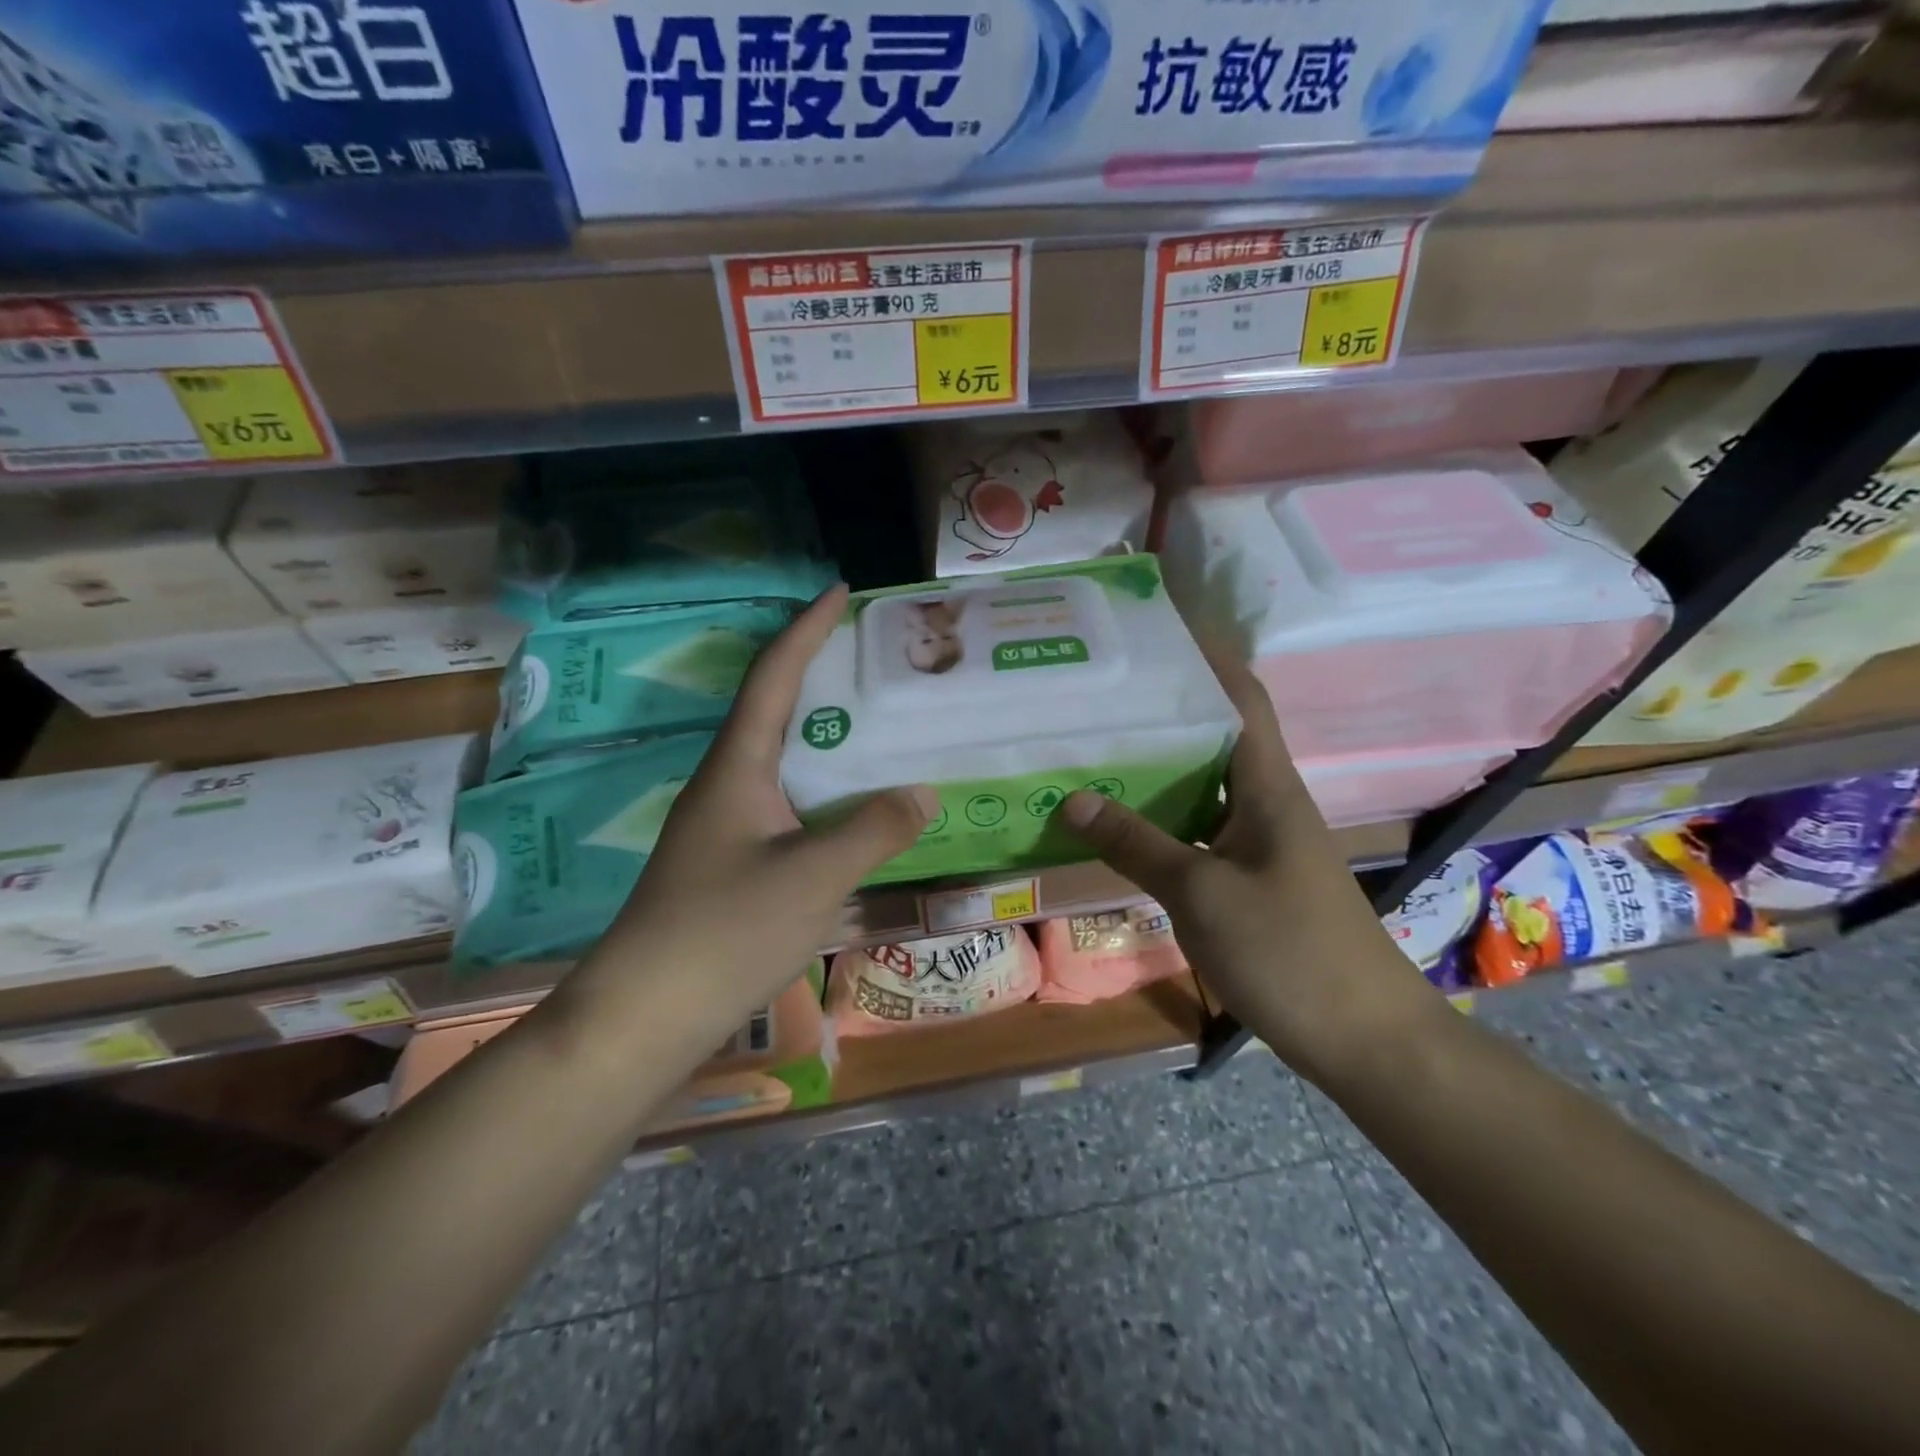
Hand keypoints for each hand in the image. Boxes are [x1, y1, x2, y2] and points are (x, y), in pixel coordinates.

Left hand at [564, 585, 934, 1042]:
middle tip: (875, 662)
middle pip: (777, 711)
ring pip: (786, 762)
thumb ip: (874, 829)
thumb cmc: (725, 930)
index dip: (806, 629)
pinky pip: (791, 805)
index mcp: (738, 766)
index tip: (839, 590)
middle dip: (822, 677)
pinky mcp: (734, 862)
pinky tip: (858, 810)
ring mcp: (728, 826)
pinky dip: (827, 792)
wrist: (647, 1012)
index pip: (773, 676)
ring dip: (828, 739)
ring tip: (880, 727)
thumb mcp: (813, 875)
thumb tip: (923, 792)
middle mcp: (728, 784)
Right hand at [1053, 653, 1428, 1081]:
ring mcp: (1259, 842)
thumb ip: (1137, 844)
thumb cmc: (1290, 952)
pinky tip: (1121, 823)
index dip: (1206, 656)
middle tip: (1099, 691)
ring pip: (1202, 785)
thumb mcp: (1202, 894)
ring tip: (1096, 745)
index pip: (1240, 698)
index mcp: (1268, 786)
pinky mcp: (1250, 878)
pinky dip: (1161, 818)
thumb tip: (1073, 799)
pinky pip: (1198, 829)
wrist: (1364, 1039)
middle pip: (1214, 736)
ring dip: (1157, 766)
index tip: (1158, 628)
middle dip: (1162, 709)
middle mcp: (1265, 801)